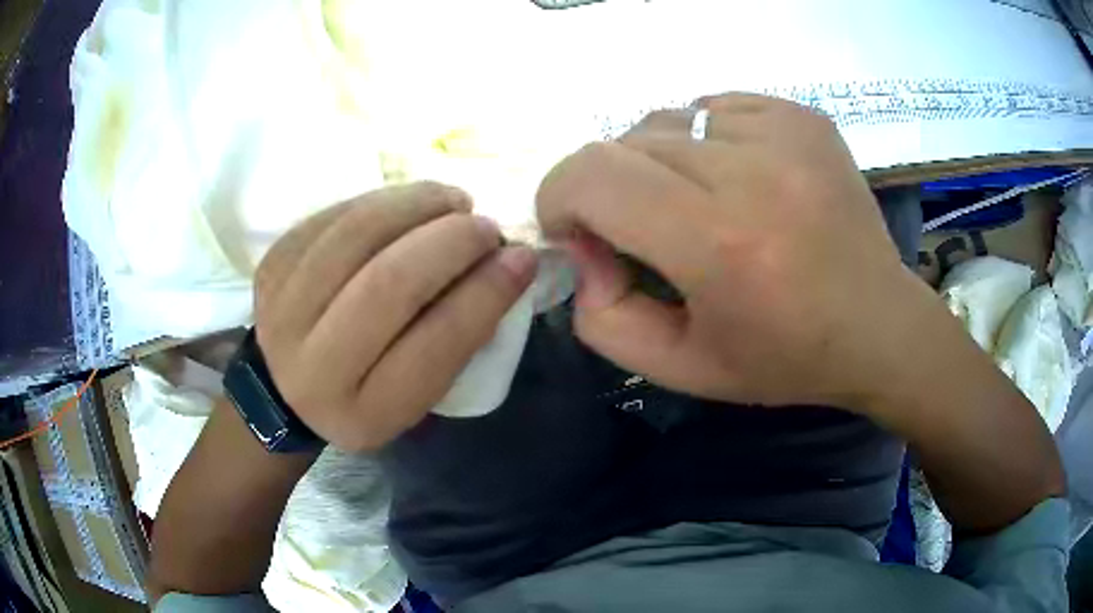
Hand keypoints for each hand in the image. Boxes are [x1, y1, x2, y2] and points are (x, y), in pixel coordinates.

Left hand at [254, 182, 537, 450]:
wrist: (282, 392)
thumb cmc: (362, 396)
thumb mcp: (414, 398)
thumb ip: (457, 341)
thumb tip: (505, 264)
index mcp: (366, 412)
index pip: (436, 343)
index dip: (487, 293)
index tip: (521, 258)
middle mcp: (315, 366)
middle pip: (390, 282)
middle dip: (452, 241)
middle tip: (484, 226)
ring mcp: (283, 309)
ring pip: (358, 233)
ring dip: (417, 205)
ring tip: (452, 202)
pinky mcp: (272, 266)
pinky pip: (335, 214)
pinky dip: (383, 200)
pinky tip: (408, 205)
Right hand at [537, 94, 933, 410]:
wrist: (880, 326)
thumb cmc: (784, 357)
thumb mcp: (680, 368)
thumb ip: (602, 318)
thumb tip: (583, 246)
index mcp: (720, 243)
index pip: (592, 174)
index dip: (560, 196)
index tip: (579, 231)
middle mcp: (753, 170)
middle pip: (625, 142)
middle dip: (610, 187)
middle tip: (647, 231)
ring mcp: (784, 131)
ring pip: (667, 119)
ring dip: (660, 162)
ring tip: (700, 205)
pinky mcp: (802, 116)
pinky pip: (714, 107)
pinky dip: (705, 140)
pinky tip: (738, 180)